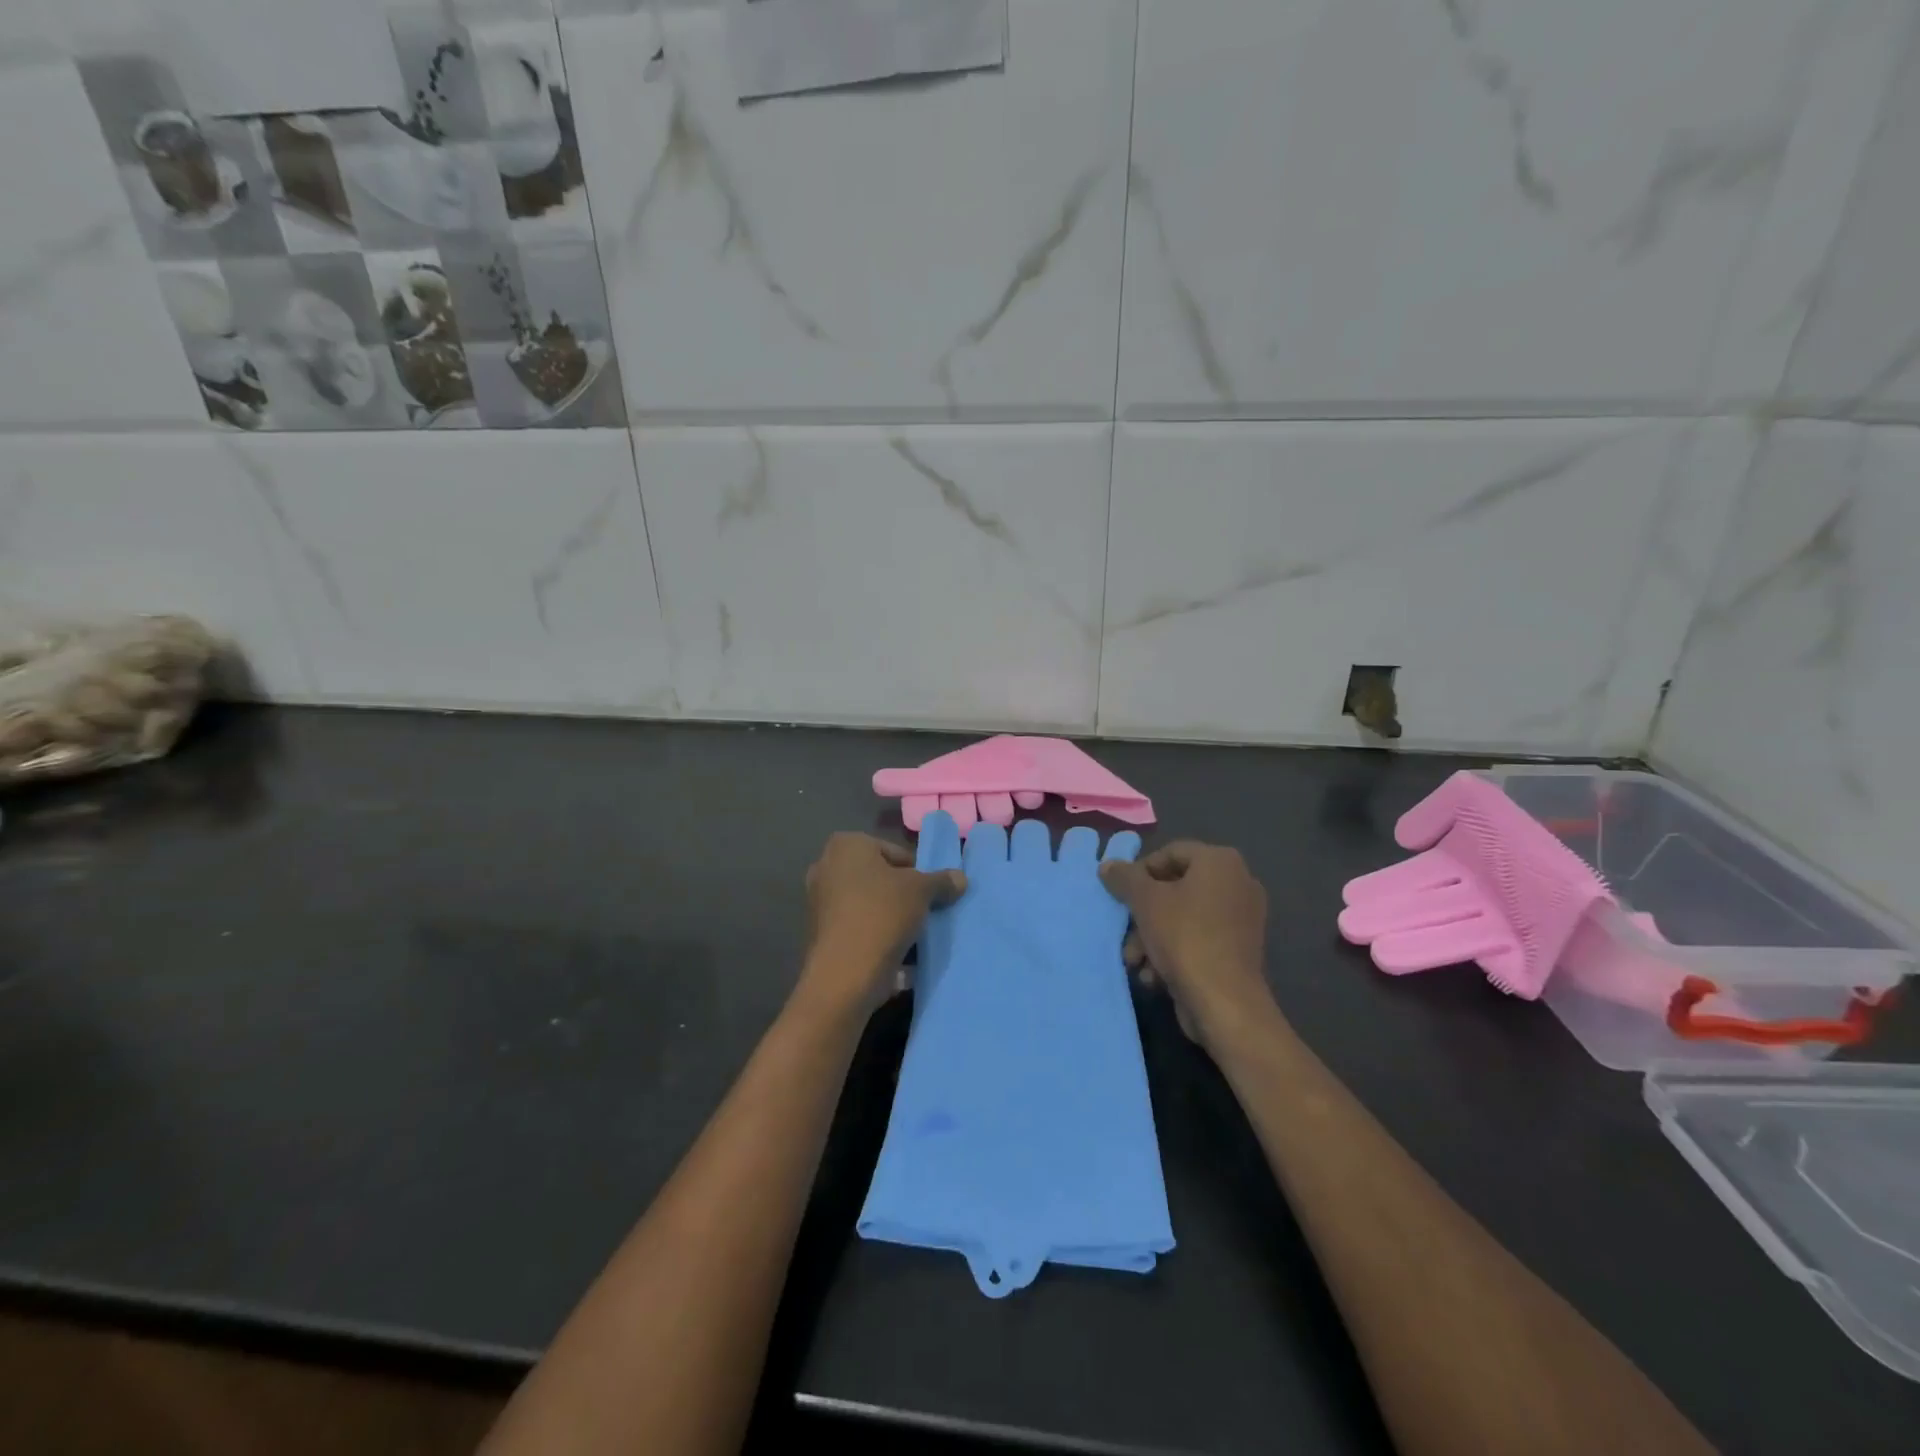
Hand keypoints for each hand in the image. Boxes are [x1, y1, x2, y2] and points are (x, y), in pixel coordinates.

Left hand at [800, 833, 966, 1014]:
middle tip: (925, 912)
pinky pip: (858, 930)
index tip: (931, 893)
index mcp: (847, 845)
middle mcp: (826, 867)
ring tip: (916, 936)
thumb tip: (960, 878)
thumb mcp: (922, 891)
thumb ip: (941, 881)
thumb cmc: (882, 914)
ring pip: (868, 906)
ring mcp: (819, 902)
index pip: (894, 852)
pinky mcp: (819, 935)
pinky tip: (900, 958)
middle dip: (902, 895)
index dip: (917, 872)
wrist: (845, 974)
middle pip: (879, 879)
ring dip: (891, 918)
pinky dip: (877, 939)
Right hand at [1100, 842, 1273, 1050]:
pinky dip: (1174, 952)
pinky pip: (1199, 939)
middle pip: (1175, 888)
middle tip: (1125, 932)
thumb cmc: (1184, 937)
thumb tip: (1108, 865)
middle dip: (1143, 913)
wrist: (1225, 1002)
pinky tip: (1154, 975)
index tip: (1121, 894)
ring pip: (1183, 917)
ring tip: (1134, 961)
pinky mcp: (1239, 950)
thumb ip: (1124, 878)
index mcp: (1221, 861)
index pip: (1170, 853)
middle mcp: (1238, 883)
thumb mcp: (1145, 901)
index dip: (1140, 872)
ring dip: (1152, 937)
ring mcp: (1242, 918)